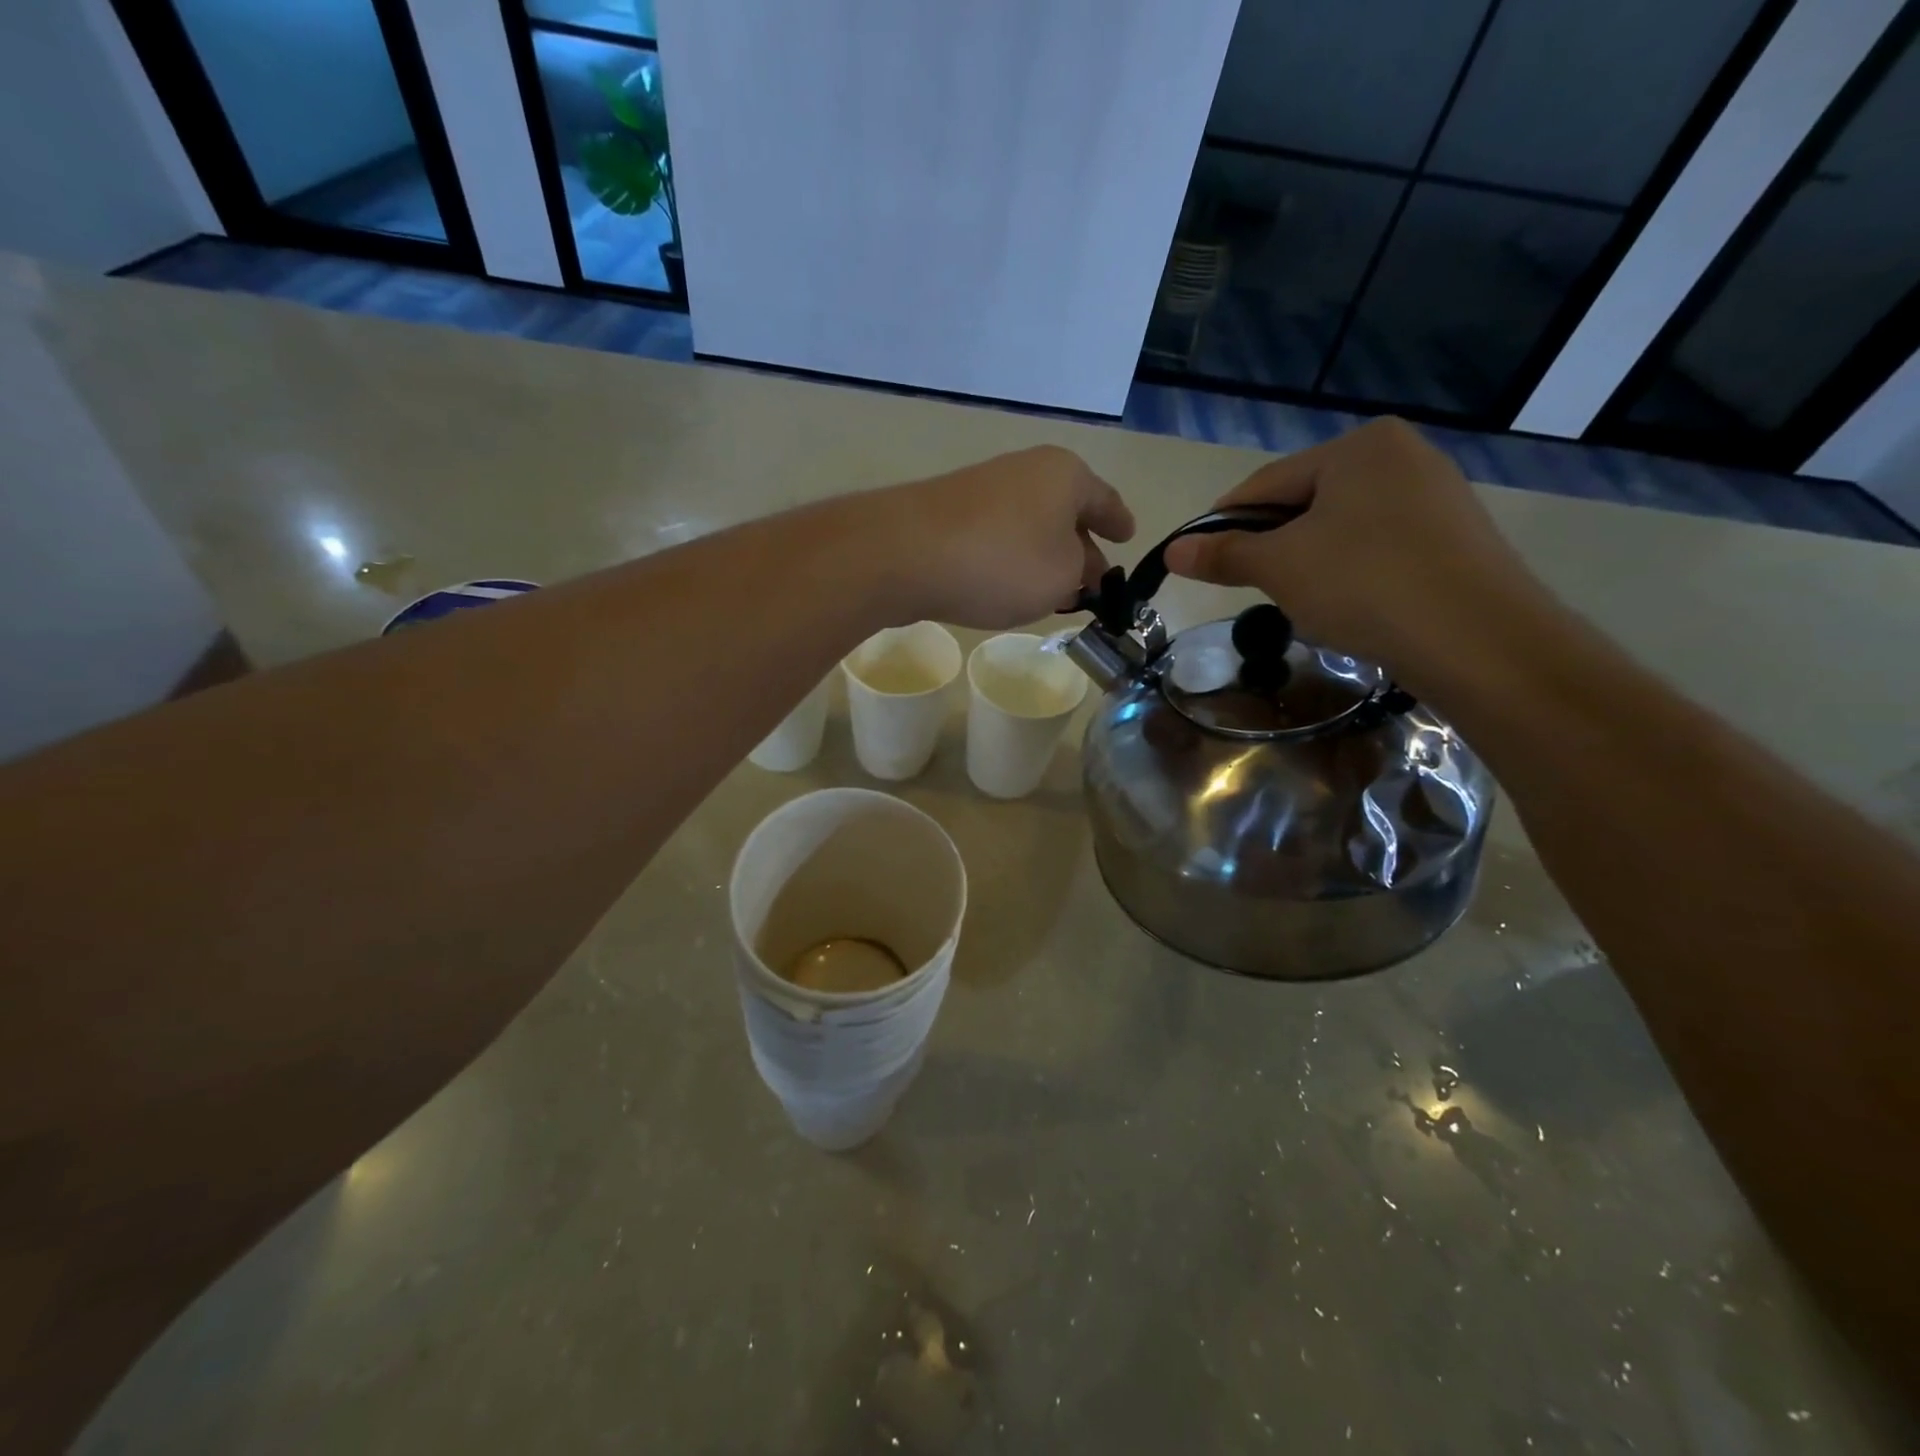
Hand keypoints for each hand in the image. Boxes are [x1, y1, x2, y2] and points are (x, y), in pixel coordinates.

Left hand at [871, 446, 1136, 629]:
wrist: (905, 554)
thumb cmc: (1002, 562)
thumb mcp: (1062, 577)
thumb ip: (1080, 574)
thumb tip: (1075, 569)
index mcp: (1065, 475)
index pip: (1105, 500)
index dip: (1119, 522)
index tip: (1129, 537)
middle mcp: (1025, 470)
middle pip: (1065, 510)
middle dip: (1081, 544)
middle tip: (1093, 578)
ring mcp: (983, 488)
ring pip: (1030, 524)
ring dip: (1043, 554)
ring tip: (1053, 588)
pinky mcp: (948, 513)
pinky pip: (997, 536)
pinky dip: (1010, 558)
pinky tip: (1008, 584)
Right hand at [1162, 419, 1546, 686]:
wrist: (1479, 639)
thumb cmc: (1365, 584)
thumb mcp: (1280, 567)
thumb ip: (1224, 553)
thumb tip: (1173, 550)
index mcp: (1359, 446)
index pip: (1266, 483)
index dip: (1225, 523)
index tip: (1199, 560)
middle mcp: (1403, 455)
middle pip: (1306, 502)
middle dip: (1273, 545)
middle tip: (1253, 588)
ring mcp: (1437, 495)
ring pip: (1343, 528)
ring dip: (1310, 562)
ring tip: (1302, 603)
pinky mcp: (1456, 537)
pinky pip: (1381, 547)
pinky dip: (1352, 572)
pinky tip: (1349, 606)